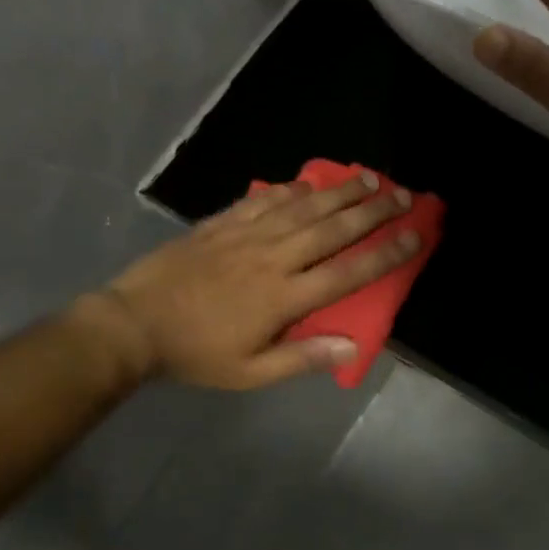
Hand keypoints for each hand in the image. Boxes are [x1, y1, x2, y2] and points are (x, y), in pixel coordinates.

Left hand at [100, 172, 420, 389]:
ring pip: (303, 207)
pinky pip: (264, 199)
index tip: (414, 235)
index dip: (385, 253)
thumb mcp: (250, 372)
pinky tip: (307, 181)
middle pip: (332, 229)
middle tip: (402, 194)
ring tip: (368, 177)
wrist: (134, 324)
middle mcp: (273, 258)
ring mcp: (246, 236)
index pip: (346, 272)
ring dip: (339, 192)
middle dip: (372, 210)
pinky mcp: (222, 224)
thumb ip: (303, 358)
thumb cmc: (196, 353)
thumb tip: (353, 347)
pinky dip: (290, 189)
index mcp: (284, 297)